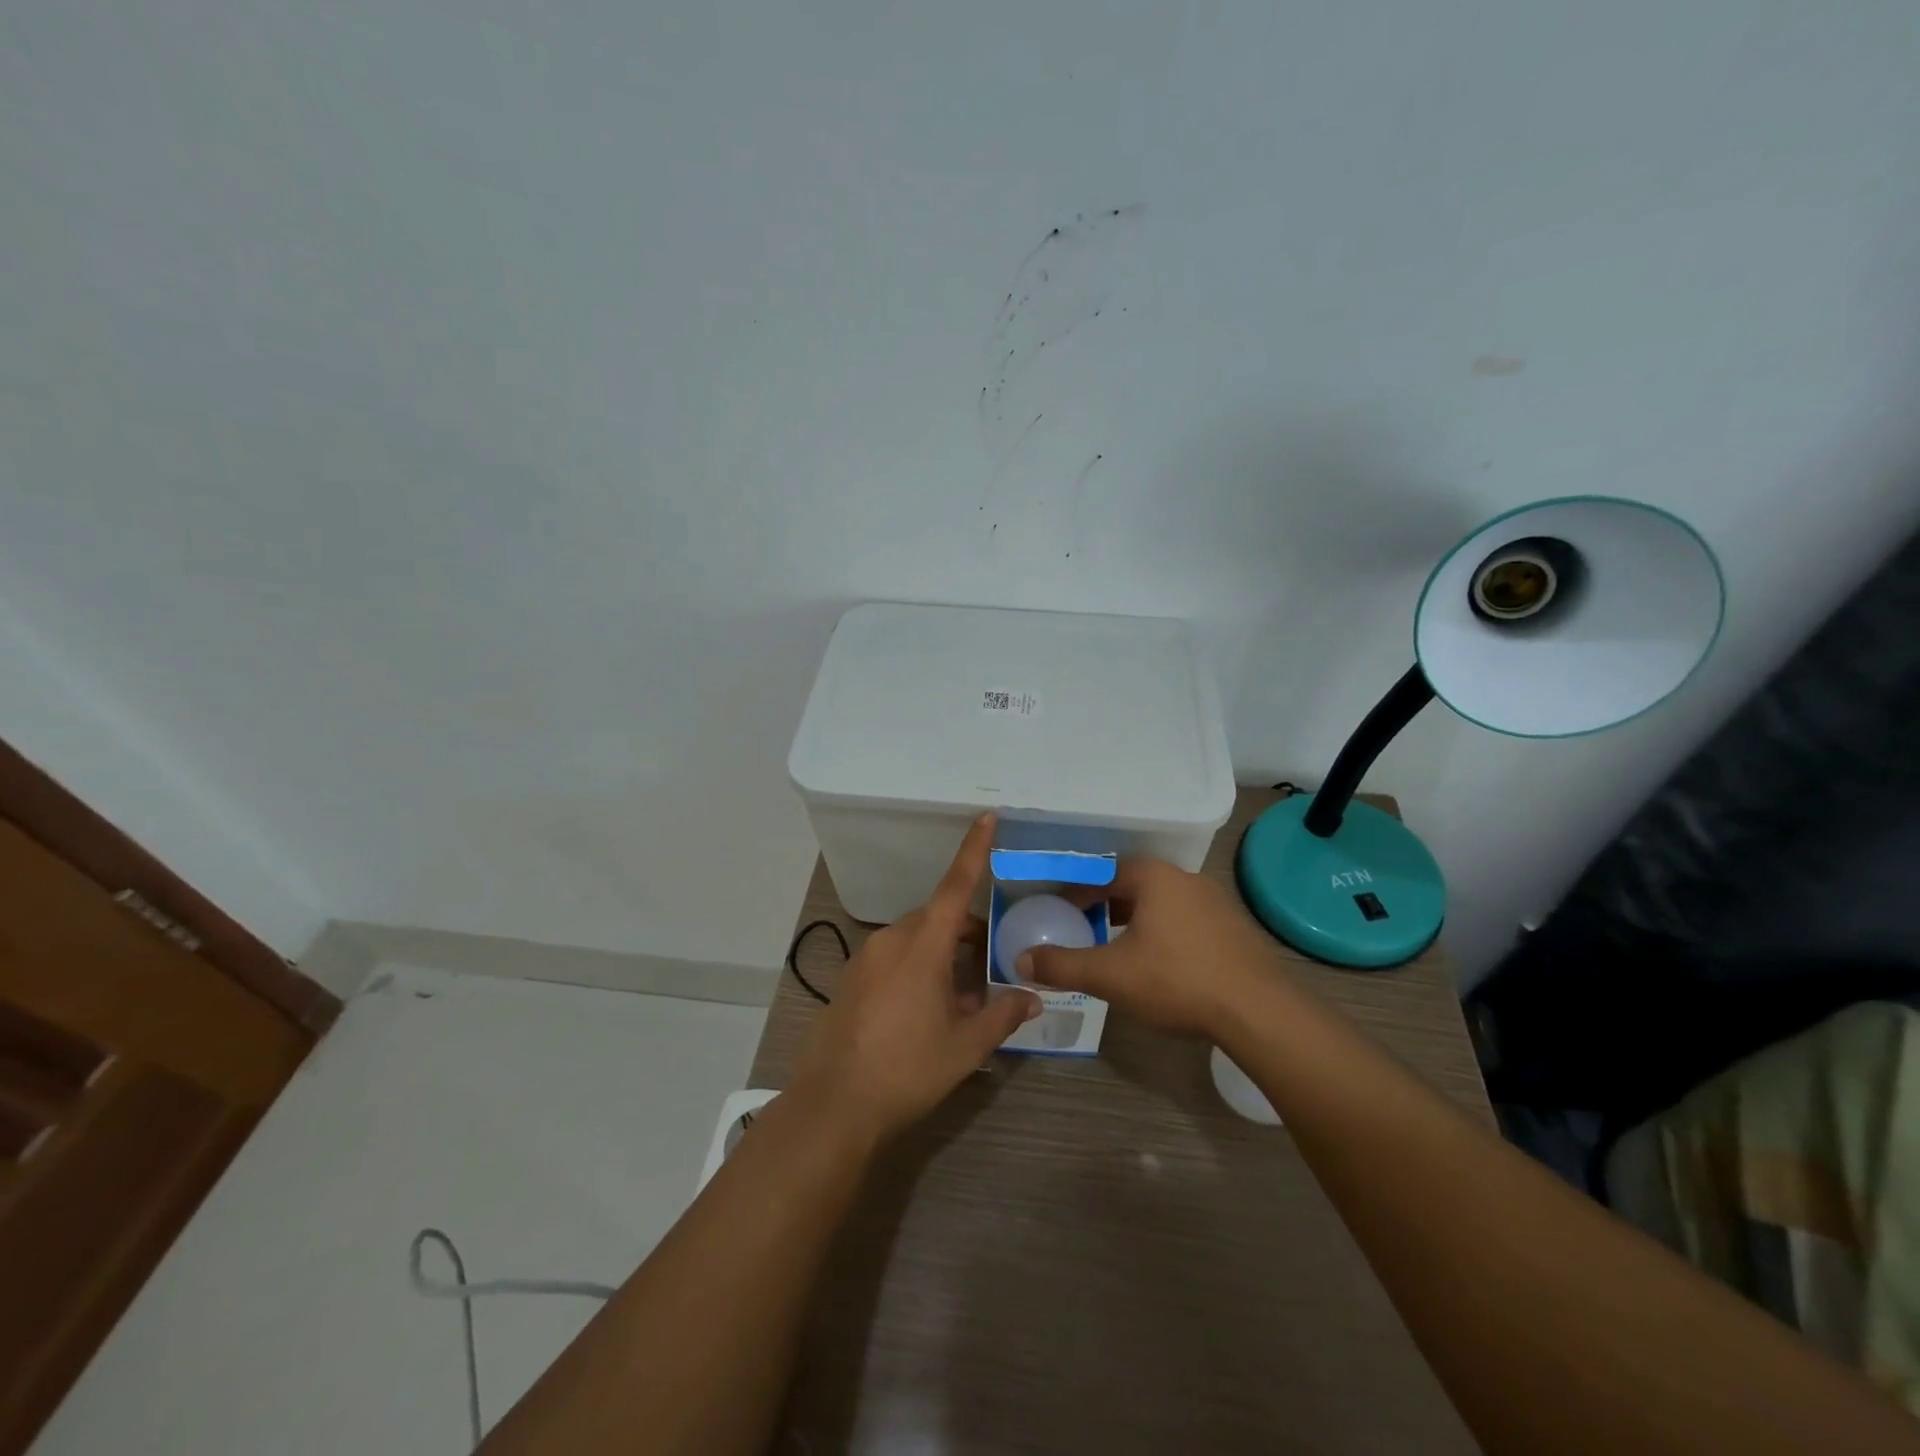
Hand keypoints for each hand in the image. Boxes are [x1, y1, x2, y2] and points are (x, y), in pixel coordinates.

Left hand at [789, 813, 1040, 1146]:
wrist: (834, 1105)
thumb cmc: (908, 1069)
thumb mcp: (965, 1046)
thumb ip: (1002, 1015)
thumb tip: (1031, 997)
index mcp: (923, 945)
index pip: (955, 885)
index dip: (974, 850)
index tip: (987, 817)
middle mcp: (892, 940)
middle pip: (938, 918)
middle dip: (967, 932)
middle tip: (992, 965)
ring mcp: (866, 958)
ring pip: (915, 939)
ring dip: (942, 954)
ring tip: (962, 997)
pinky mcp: (851, 979)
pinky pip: (893, 957)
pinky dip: (917, 968)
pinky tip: (926, 1010)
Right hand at [1019, 858, 1286, 1038]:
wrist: (1258, 1012)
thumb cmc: (1176, 980)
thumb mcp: (1110, 975)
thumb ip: (1062, 965)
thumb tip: (1021, 959)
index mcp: (1154, 877)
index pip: (1103, 871)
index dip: (1077, 891)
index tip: (1060, 911)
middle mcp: (1185, 879)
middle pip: (1133, 884)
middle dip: (1105, 904)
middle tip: (1084, 928)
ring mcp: (1215, 903)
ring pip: (1161, 903)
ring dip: (1136, 919)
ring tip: (1118, 947)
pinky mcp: (1233, 929)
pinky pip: (1185, 920)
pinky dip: (1164, 933)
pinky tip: (1160, 964)